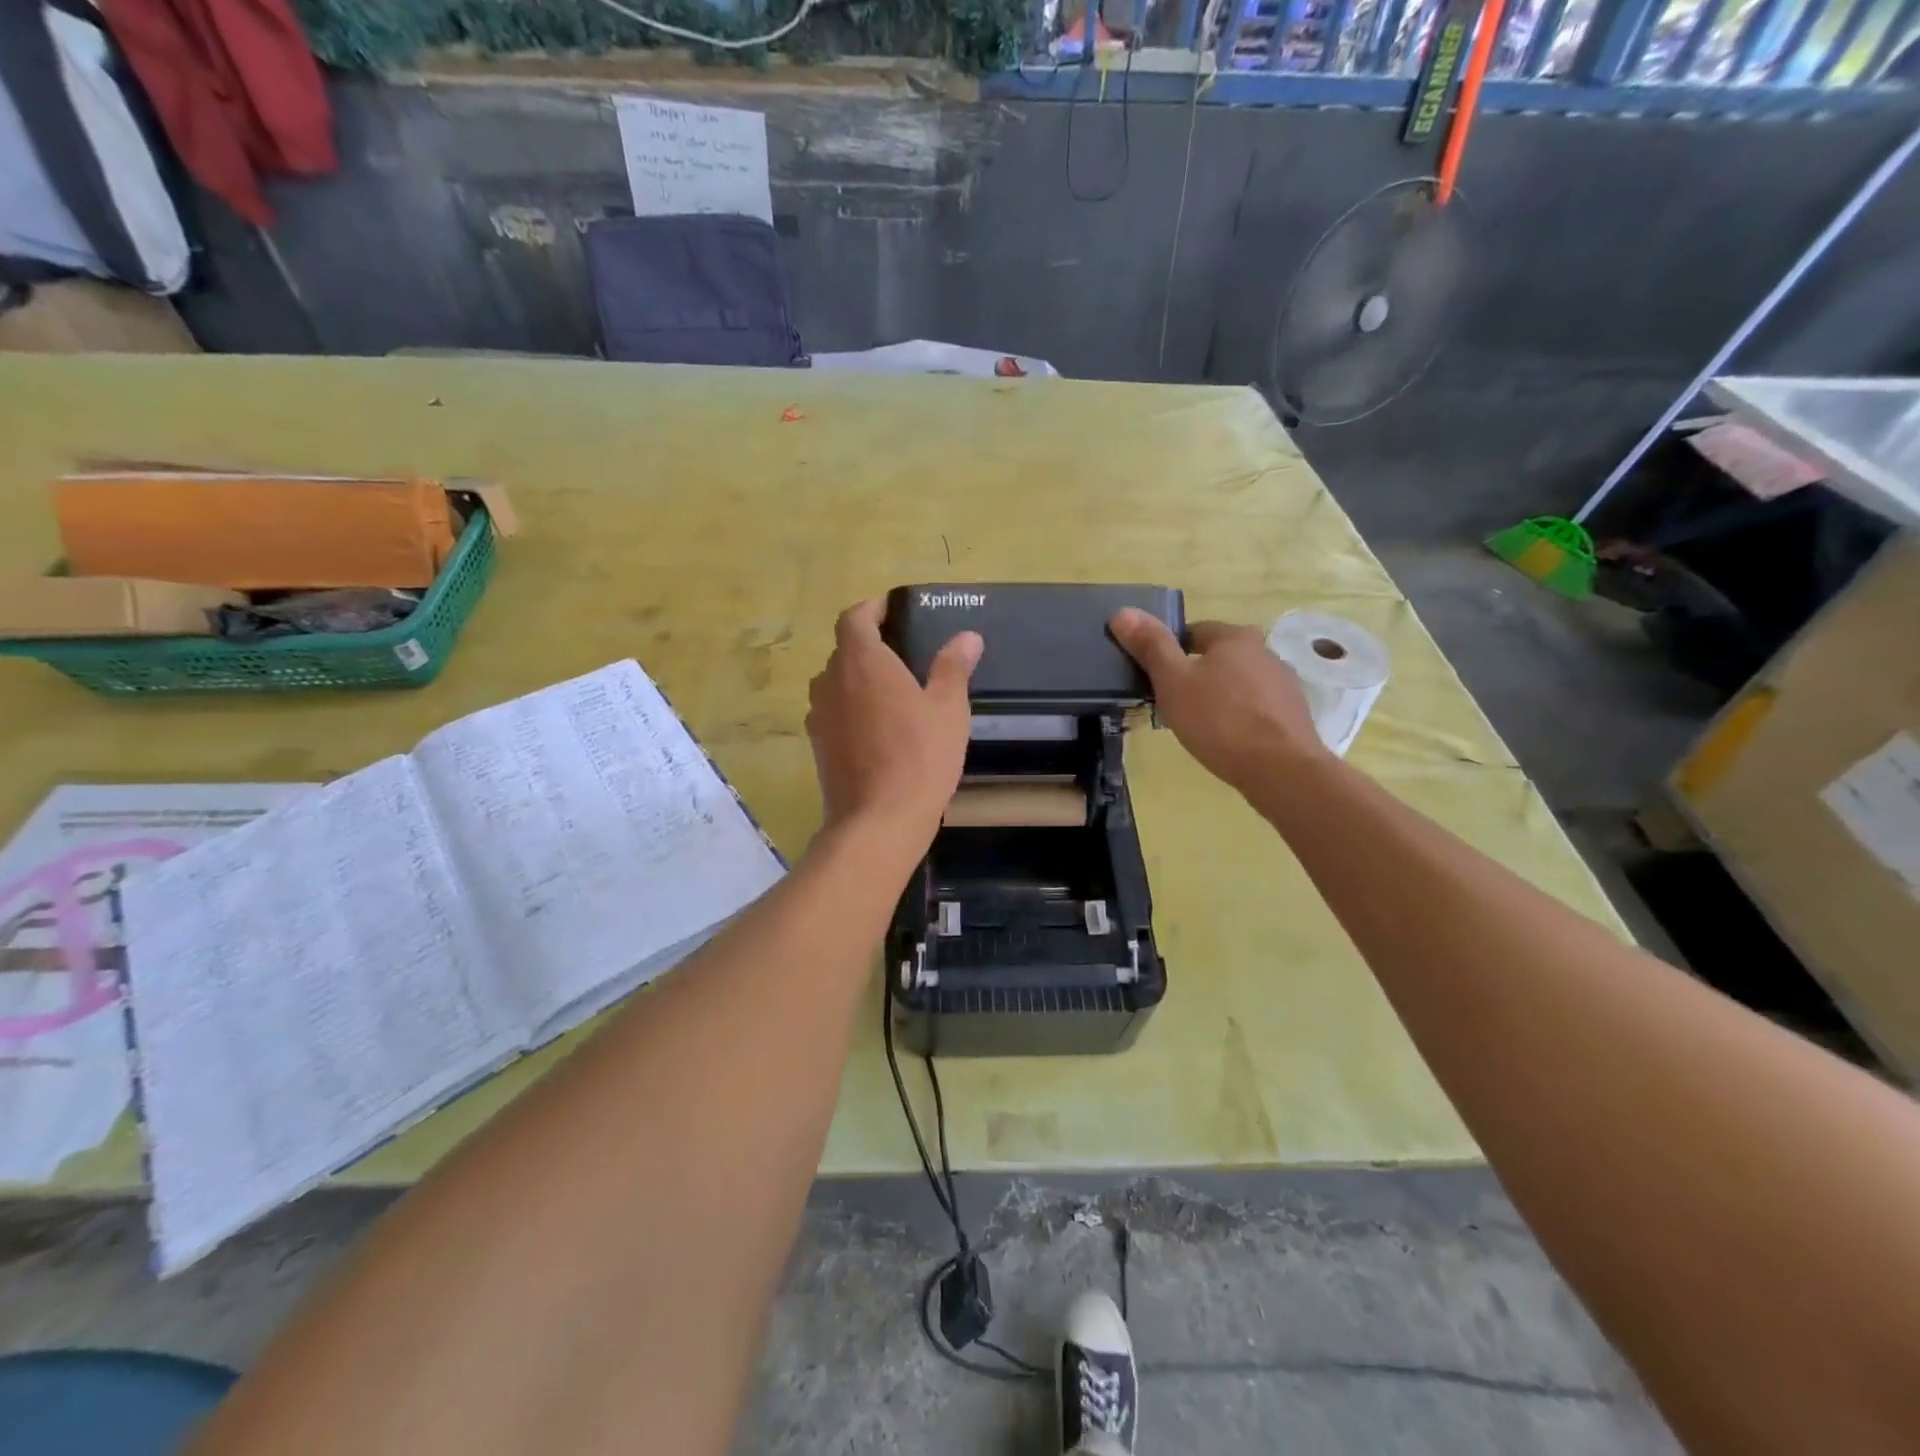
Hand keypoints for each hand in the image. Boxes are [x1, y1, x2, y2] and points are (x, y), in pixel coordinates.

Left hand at [807, 599, 982, 842]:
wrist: (878, 820)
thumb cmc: (920, 756)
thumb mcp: (948, 709)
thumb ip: (953, 667)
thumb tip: (967, 637)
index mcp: (862, 661)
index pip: (854, 617)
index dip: (871, 609)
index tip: (891, 611)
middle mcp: (830, 681)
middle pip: (844, 651)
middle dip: (869, 646)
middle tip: (904, 655)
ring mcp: (818, 716)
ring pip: (836, 684)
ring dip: (858, 681)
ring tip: (892, 694)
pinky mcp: (818, 746)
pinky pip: (834, 714)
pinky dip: (851, 710)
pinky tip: (878, 731)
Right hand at [1109, 610, 1327, 791]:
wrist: (1281, 770)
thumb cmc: (1219, 720)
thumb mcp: (1173, 682)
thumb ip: (1150, 646)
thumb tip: (1122, 612)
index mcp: (1234, 637)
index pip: (1193, 632)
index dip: (1170, 651)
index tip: (1155, 678)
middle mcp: (1264, 652)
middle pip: (1218, 657)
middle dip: (1195, 675)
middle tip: (1172, 703)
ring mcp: (1283, 683)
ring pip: (1238, 683)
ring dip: (1218, 696)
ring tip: (1198, 725)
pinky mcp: (1293, 714)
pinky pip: (1255, 707)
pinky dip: (1239, 716)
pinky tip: (1227, 739)